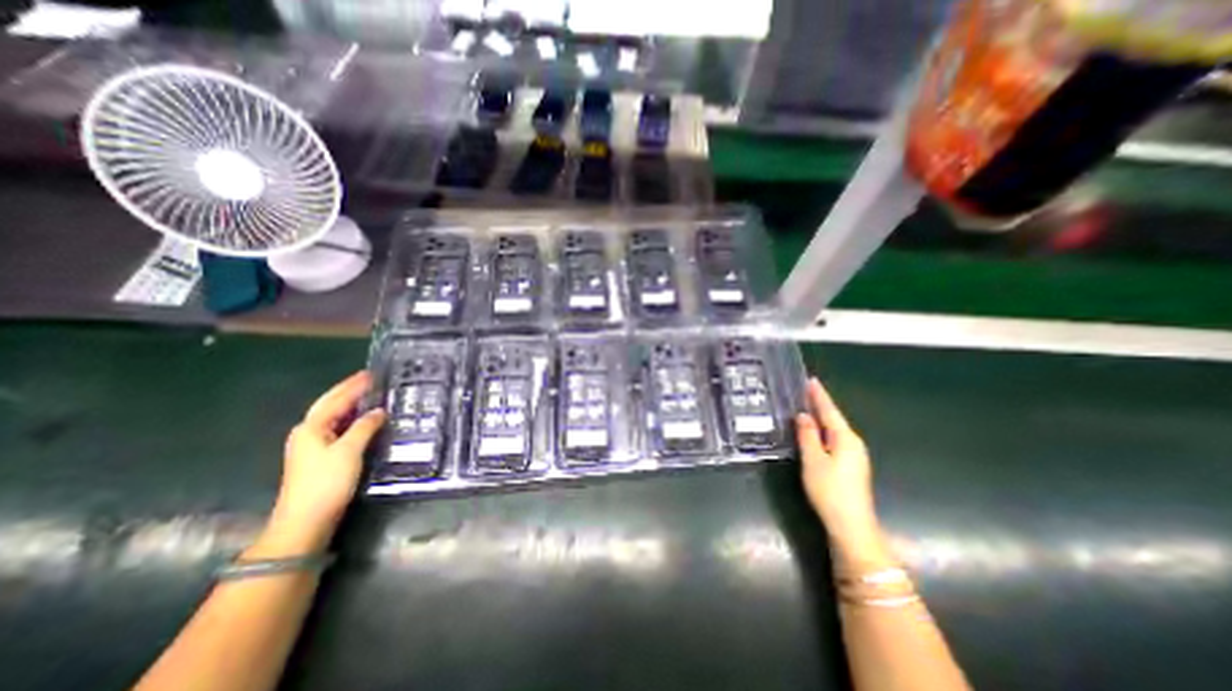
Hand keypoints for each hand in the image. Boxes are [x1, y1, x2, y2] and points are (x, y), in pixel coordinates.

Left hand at [262, 373, 384, 555]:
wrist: (305, 520)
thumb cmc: (326, 482)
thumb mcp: (349, 451)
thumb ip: (365, 427)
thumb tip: (379, 411)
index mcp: (312, 427)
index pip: (337, 399)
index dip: (354, 386)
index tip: (372, 373)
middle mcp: (308, 432)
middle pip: (330, 404)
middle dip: (348, 390)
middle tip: (369, 378)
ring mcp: (312, 445)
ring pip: (333, 416)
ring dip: (350, 403)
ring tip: (369, 393)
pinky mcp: (320, 456)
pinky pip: (337, 427)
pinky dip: (351, 418)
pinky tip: (363, 418)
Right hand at [794, 379, 891, 566]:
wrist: (851, 525)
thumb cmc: (830, 490)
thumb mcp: (814, 460)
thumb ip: (808, 435)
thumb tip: (804, 415)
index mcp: (845, 438)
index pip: (830, 411)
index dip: (819, 396)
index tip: (811, 380)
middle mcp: (853, 443)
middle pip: (834, 419)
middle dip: (821, 404)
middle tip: (806, 390)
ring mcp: (854, 456)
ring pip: (834, 430)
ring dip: (822, 417)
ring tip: (808, 405)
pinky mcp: (850, 466)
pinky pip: (835, 439)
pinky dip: (823, 430)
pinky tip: (815, 431)